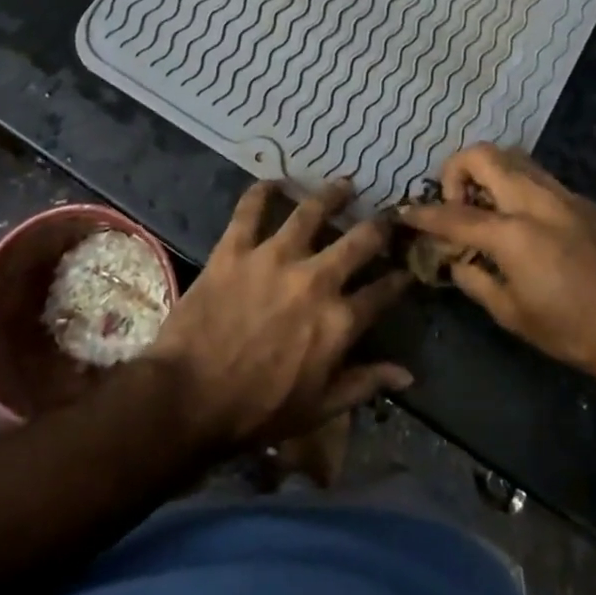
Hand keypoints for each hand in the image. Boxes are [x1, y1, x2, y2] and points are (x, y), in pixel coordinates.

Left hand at [146, 179, 413, 449]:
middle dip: (380, 226)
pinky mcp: (236, 248)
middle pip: (359, 240)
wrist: (188, 399)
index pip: (383, 292)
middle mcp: (315, 278)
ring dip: (332, 195)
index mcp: (338, 320)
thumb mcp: (319, 408)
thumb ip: (364, 383)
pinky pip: (250, 209)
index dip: (399, 278)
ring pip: (311, 211)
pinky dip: (261, 192)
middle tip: (386, 217)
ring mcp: (274, 257)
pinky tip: (272, 182)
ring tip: (344, 185)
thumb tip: (407, 375)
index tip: (406, 267)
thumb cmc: (257, 411)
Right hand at [402, 145, 595, 375]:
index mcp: (514, 234)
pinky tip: (520, 219)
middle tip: (455, 202)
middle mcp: (535, 201)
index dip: (424, 214)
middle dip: (456, 169)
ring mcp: (562, 194)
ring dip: (488, 172)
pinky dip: (516, 185)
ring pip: (513, 157)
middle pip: (483, 155)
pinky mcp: (582, 199)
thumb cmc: (573, 330)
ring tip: (484, 206)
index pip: (454, 214)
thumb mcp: (514, 315)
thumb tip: (456, 260)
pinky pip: (538, 177)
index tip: (405, 212)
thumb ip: (476, 280)